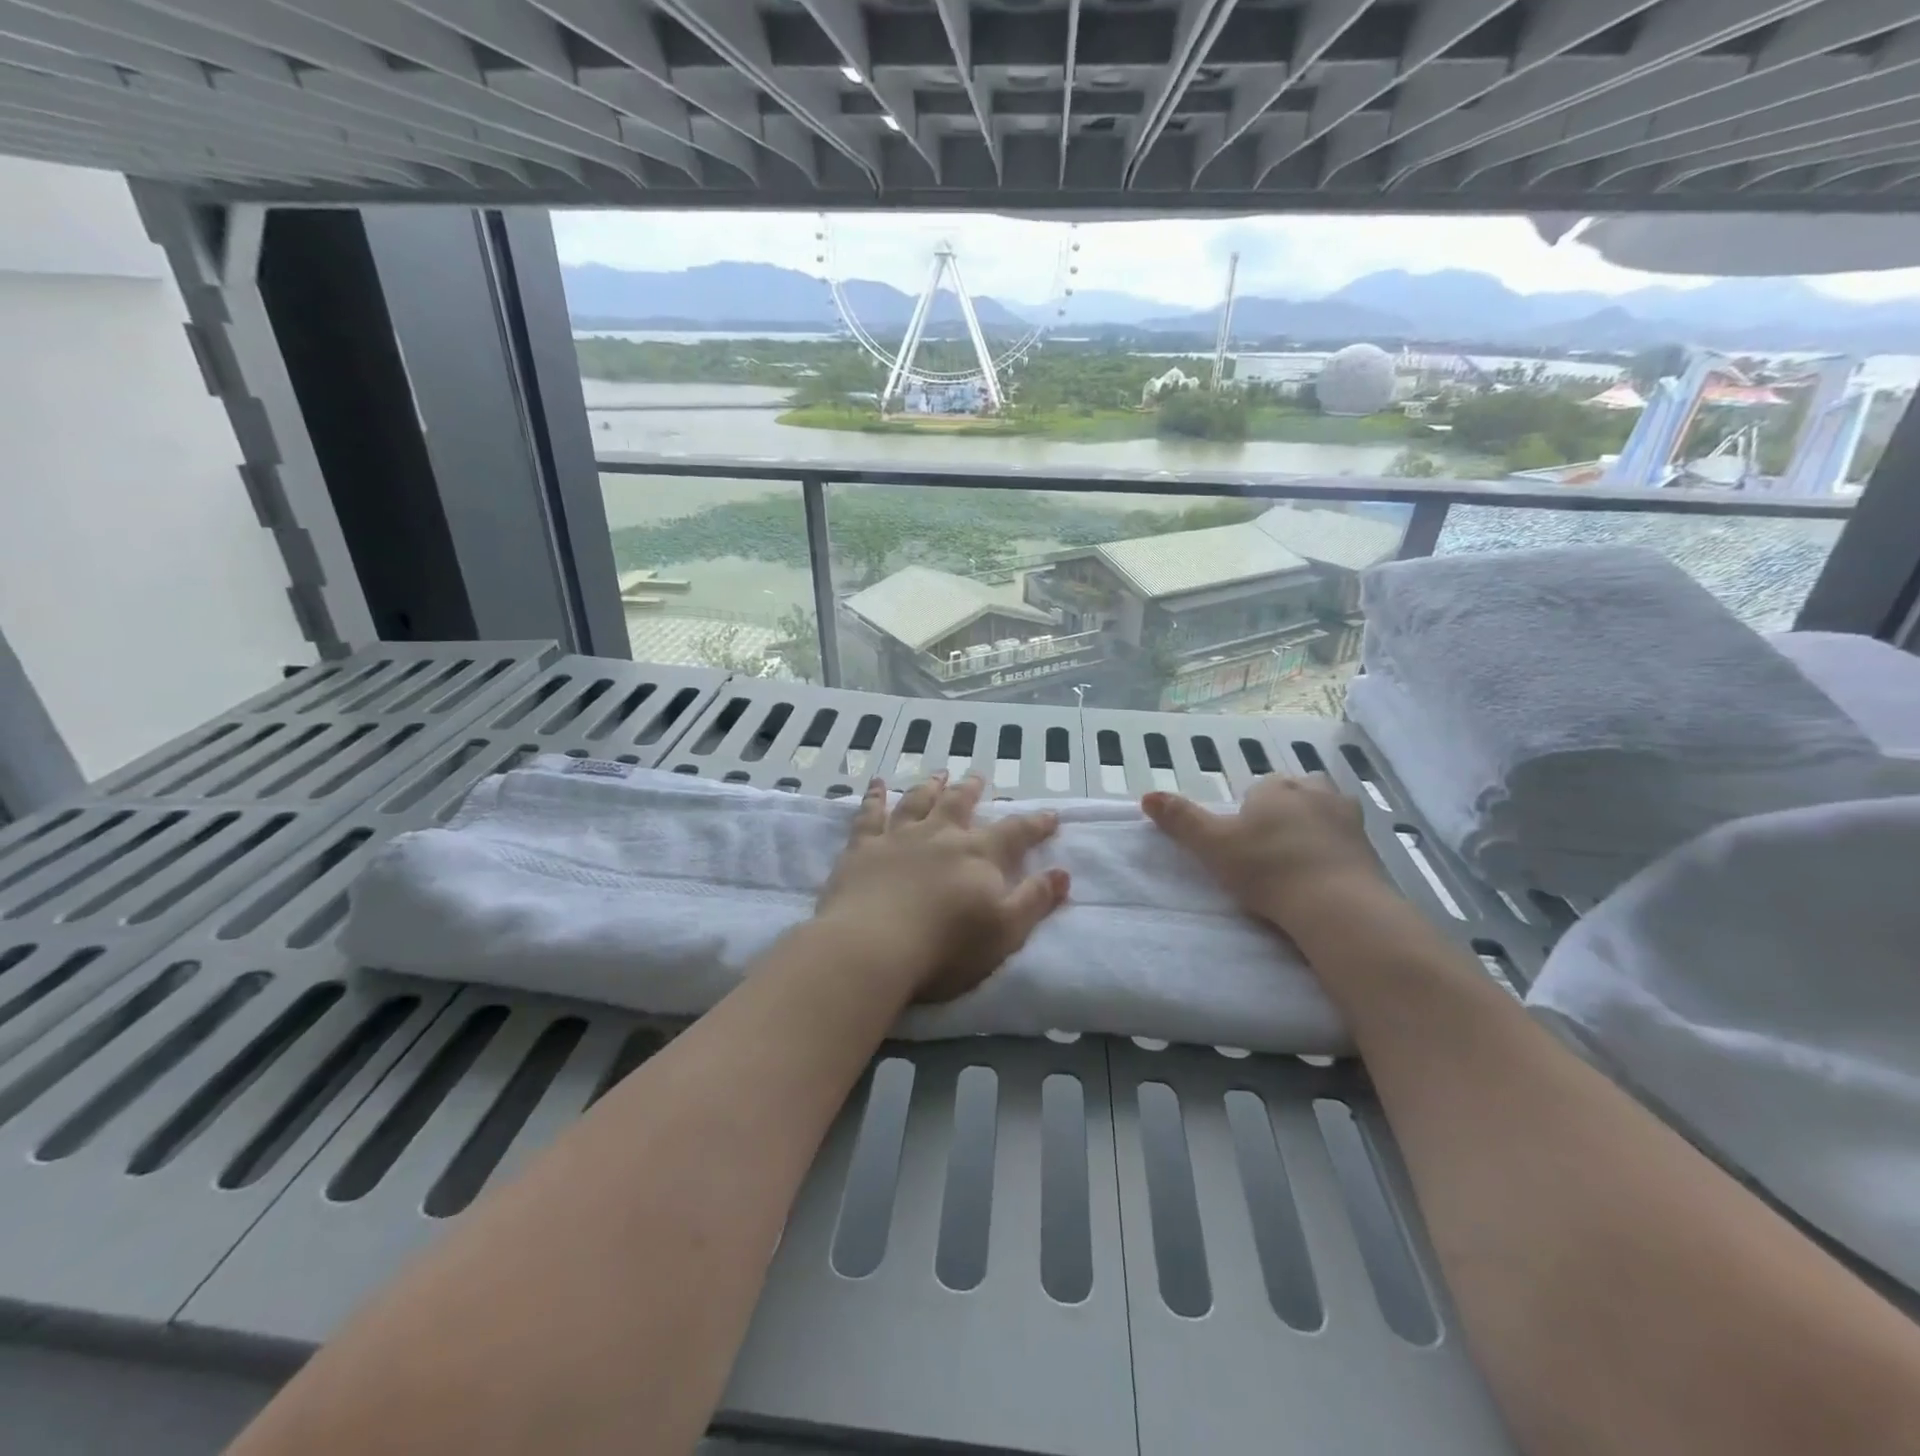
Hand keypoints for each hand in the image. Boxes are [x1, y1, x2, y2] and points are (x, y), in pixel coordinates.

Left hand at [817, 773, 1070, 1003]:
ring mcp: (898, 837)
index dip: (1035, 824)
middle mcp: (940, 835)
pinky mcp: (862, 848)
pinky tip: (876, 783)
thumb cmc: (946, 947)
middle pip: (959, 804)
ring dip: (929, 786)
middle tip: (978, 776)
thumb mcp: (1005, 932)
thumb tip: (1063, 873)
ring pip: (917, 801)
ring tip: (938, 774)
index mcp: (977, 855)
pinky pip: (869, 814)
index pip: (1015, 833)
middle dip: (972, 790)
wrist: (874, 947)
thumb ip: (1034, 900)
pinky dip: (873, 797)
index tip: (1050, 814)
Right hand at [1142, 773, 1392, 937]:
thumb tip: (1146, 795)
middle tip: (1268, 850)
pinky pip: (1347, 840)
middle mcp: (1315, 791)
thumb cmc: (1267, 869)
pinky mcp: (1370, 846)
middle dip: (1284, 812)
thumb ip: (1181, 819)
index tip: (1243, 843)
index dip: (1249, 813)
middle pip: (1295, 793)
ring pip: (1324, 811)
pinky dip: (1335, 850)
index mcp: (1275, 788)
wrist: (1337, 906)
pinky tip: (1323, 875)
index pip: (1258, 789)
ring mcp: (1348, 817)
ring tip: (1297, 860)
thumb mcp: (1213, 845)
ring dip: (1313, 826)